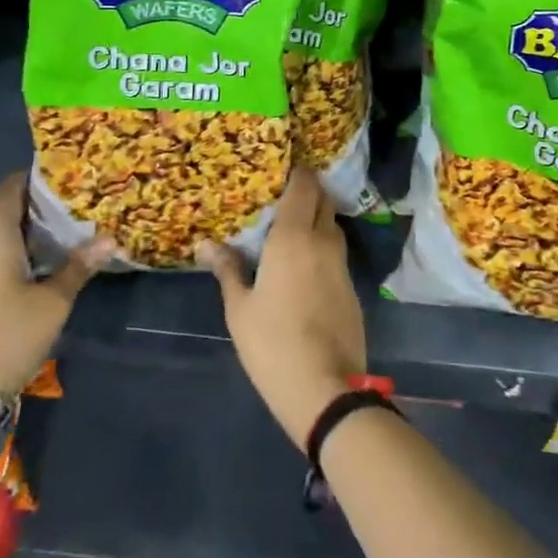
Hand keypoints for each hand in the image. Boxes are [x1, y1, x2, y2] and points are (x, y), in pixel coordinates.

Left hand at [0, 172, 112, 397]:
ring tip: (72, 223)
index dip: (27, 177)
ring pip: (4, 240)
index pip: (5, 193)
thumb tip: (110, 238)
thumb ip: (79, 267)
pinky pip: (3, 260)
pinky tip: (53, 260)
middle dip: (38, 203)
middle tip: (76, 195)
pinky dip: (27, 252)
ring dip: (33, 230)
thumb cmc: (8, 335)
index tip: (58, 169)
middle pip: (5, 214)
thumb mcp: (53, 301)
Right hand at [197, 168, 366, 445]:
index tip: (279, 169)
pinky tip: (305, 262)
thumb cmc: (273, 344)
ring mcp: (342, 263)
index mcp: (293, 237)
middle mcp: (323, 240)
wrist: (326, 388)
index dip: (296, 172)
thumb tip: (206, 244)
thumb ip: (227, 269)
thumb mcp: (239, 308)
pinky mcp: (352, 286)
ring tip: (290, 227)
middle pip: (322, 200)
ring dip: (316, 218)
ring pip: (331, 225)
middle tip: (280, 197)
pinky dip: (322, 245)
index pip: (304, 186)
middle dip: (307, 191)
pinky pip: (336, 251)